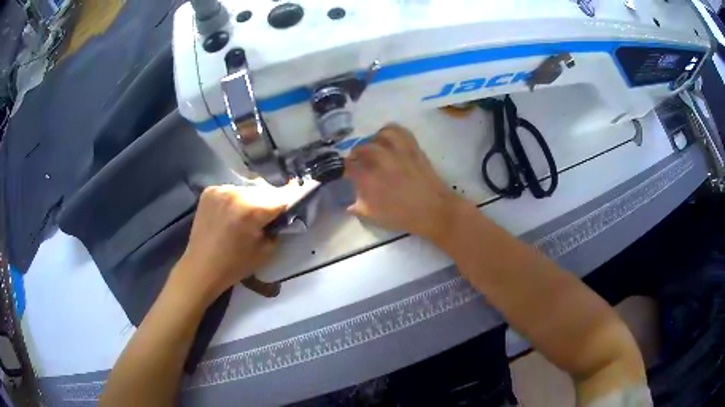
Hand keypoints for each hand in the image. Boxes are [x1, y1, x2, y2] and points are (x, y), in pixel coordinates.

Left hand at [172, 185, 284, 304]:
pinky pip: (231, 190)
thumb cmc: (235, 265)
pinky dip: (236, 199)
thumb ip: (278, 229)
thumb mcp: (266, 250)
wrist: (201, 267)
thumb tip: (284, 215)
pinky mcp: (210, 191)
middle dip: (270, 200)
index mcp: (252, 209)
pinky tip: (232, 213)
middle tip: (272, 213)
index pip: (281, 196)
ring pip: (247, 189)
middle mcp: (236, 192)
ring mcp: (220, 189)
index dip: (293, 195)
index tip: (300, 190)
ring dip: (252, 199)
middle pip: (264, 191)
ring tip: (248, 215)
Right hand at [345, 124, 471, 243]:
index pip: (349, 166)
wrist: (433, 210)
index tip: (347, 172)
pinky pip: (400, 132)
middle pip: (362, 148)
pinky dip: (391, 131)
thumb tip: (350, 204)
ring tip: (373, 147)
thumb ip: (359, 207)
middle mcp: (381, 160)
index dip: (345, 168)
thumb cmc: (403, 216)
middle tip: (357, 160)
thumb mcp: (375, 217)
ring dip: (373, 140)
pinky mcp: (413, 148)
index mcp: (369, 178)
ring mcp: (398, 152)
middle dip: (356, 153)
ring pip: (380, 136)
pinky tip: (389, 138)